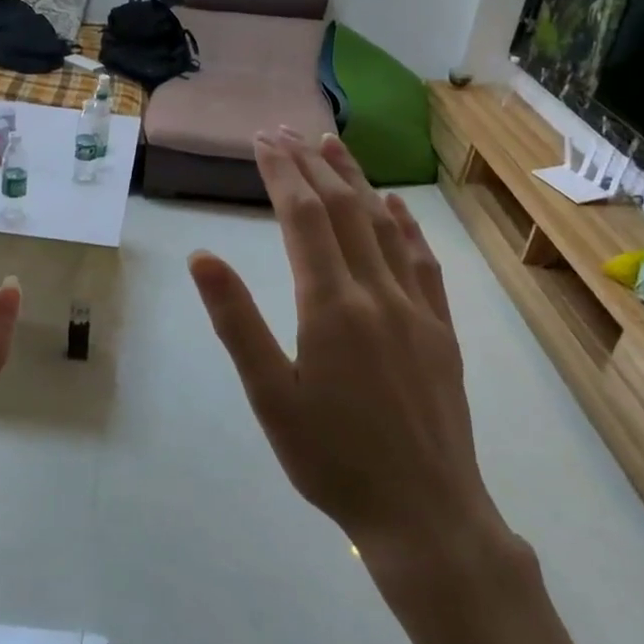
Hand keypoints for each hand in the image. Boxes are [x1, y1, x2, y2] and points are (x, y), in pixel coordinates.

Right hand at [189, 130, 513, 585]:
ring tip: (333, 144)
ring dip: (355, 181)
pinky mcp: (440, 329)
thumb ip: (237, 321)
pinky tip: (393, 206)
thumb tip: (202, 256)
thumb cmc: (331, 459)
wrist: (425, 512)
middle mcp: (376, 292)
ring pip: (383, 226)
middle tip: (286, 131)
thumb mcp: (269, 396)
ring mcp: (416, 308)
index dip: (282, 173)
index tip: (262, 140)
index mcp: (330, 306)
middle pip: (342, 210)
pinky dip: (404, 225)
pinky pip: (422, 261)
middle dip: (312, 165)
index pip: (303, 219)